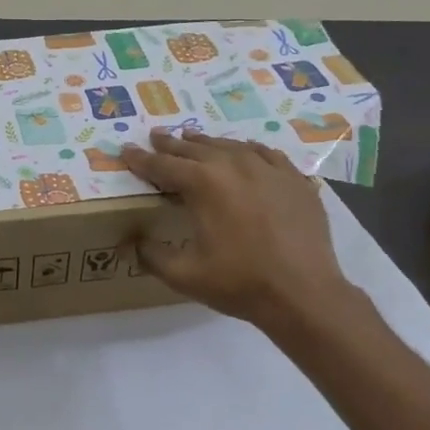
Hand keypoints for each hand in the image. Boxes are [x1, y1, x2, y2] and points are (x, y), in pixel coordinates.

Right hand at [120, 131, 355, 334]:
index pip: (163, 165)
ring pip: (230, 146)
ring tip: (192, 139)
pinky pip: (265, 154)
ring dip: (206, 143)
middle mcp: (234, 165)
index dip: (141, 159)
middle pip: (195, 148)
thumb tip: (129, 242)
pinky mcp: (294, 179)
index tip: (126, 150)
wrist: (303, 293)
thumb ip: (151, 255)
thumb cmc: (240, 283)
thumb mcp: (184, 275)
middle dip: (172, 144)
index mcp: (203, 184)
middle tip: (156, 136)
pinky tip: (244, 151)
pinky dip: (247, 150)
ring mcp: (268, 169)